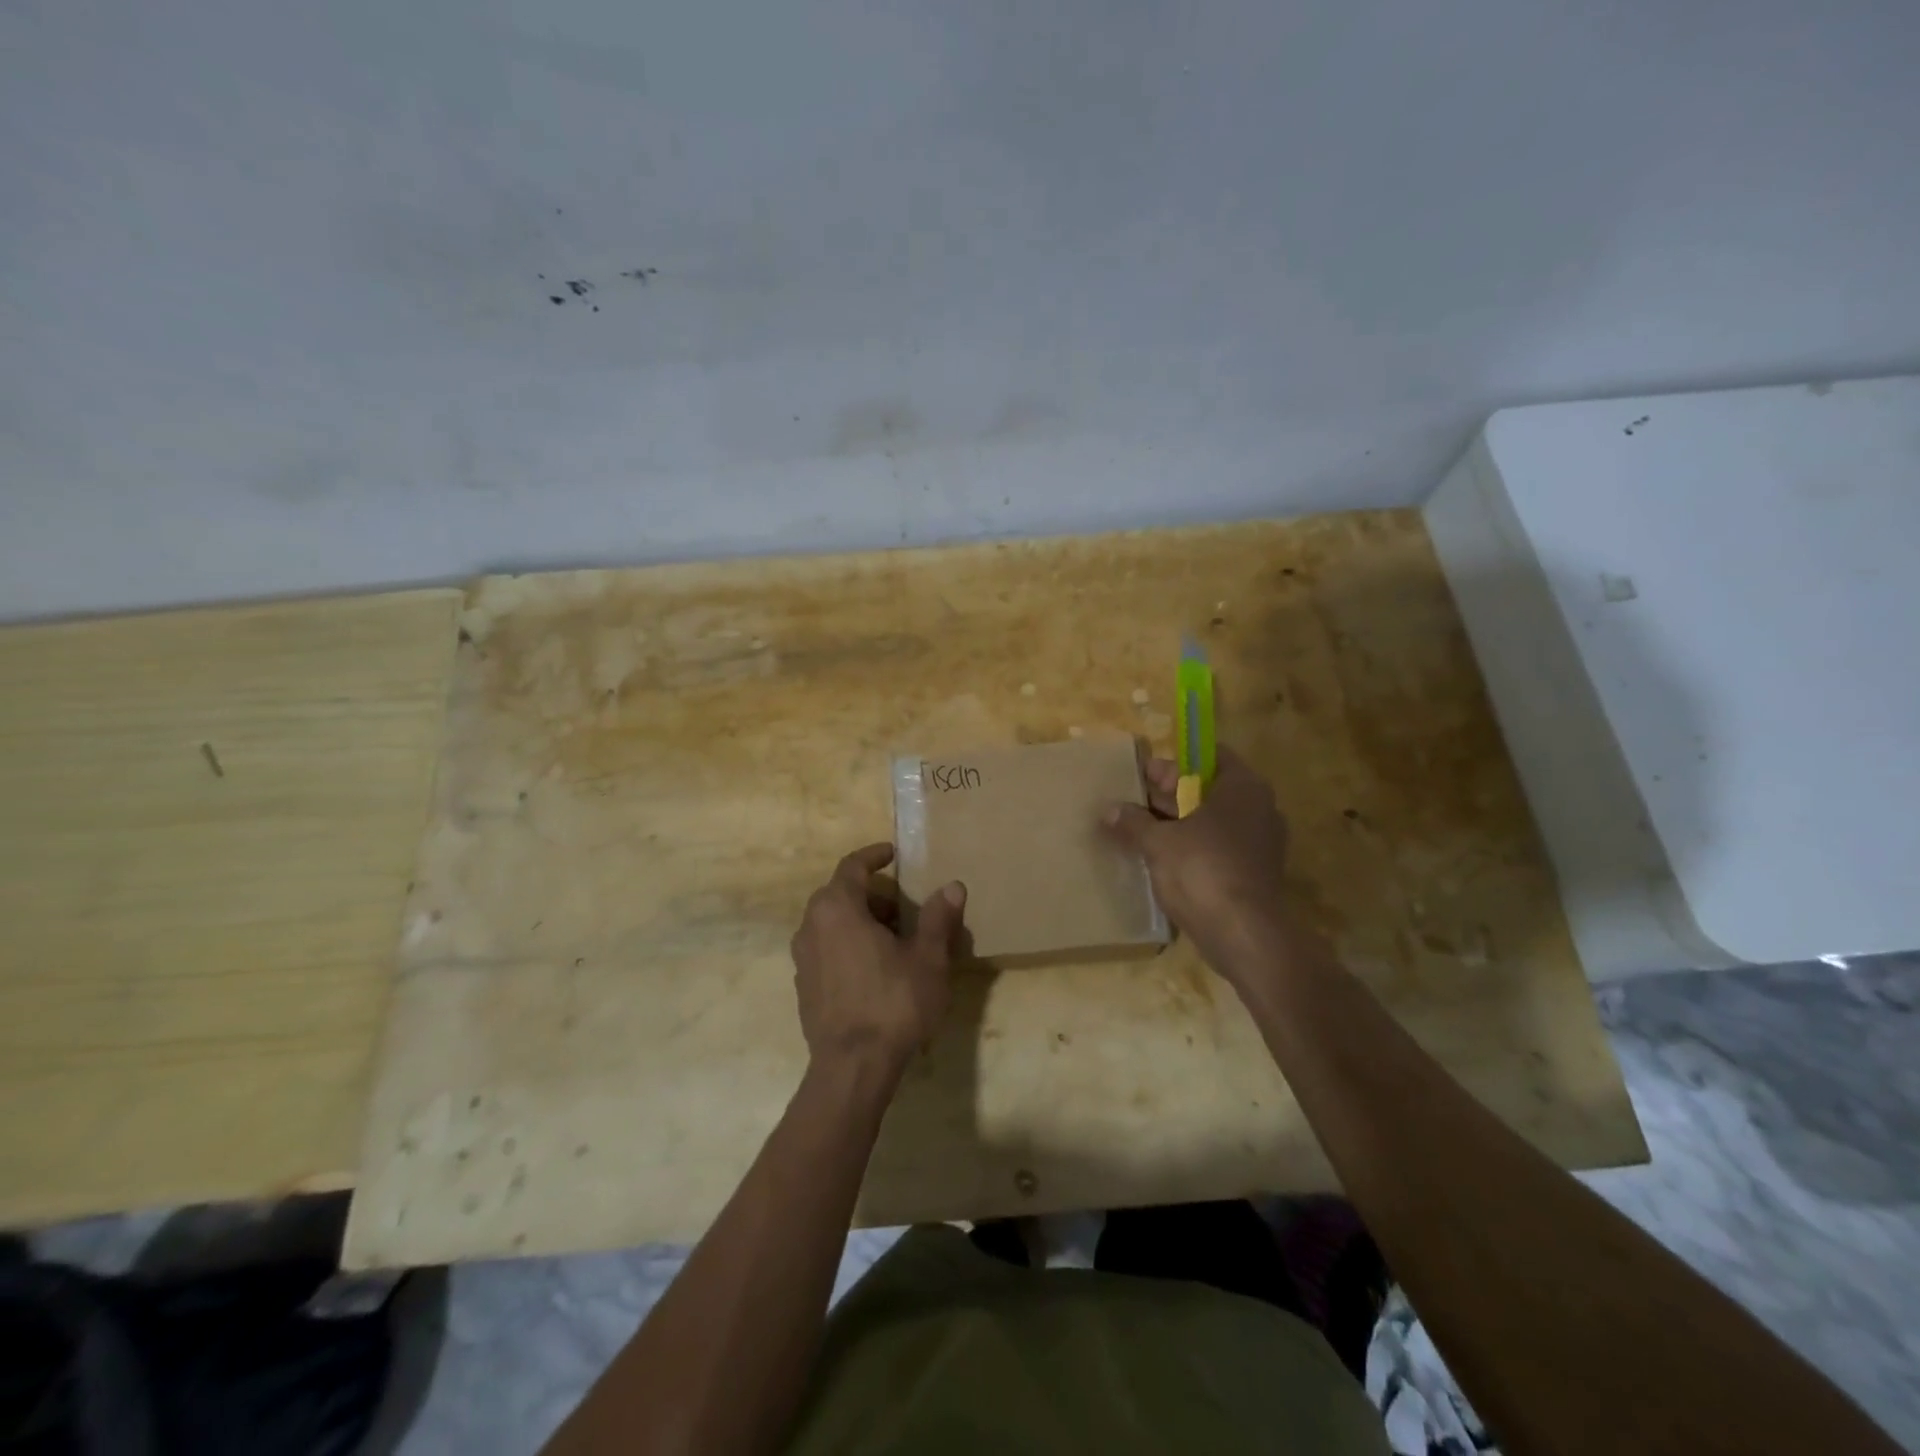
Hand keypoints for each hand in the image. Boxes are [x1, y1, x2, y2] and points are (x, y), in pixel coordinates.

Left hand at [790, 843, 967, 1083]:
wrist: (852, 1067)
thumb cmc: (893, 1003)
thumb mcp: (927, 958)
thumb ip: (938, 918)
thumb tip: (953, 887)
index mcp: (837, 908)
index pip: (852, 866)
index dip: (874, 856)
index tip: (893, 854)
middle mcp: (811, 925)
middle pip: (840, 894)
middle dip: (872, 894)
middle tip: (903, 908)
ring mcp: (803, 958)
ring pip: (831, 923)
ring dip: (860, 921)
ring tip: (893, 940)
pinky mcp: (803, 986)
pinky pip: (826, 949)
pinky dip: (847, 945)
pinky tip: (873, 970)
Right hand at [1104, 747, 1294, 990]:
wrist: (1244, 935)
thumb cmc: (1202, 870)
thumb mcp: (1158, 842)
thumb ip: (1133, 822)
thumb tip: (1109, 810)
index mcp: (1243, 787)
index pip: (1210, 757)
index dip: (1175, 763)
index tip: (1143, 775)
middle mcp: (1259, 808)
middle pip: (1209, 789)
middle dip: (1171, 795)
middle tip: (1134, 802)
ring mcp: (1260, 842)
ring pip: (1212, 821)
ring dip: (1178, 823)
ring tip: (1140, 829)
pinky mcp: (1254, 872)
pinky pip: (1218, 847)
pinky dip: (1192, 847)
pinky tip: (1160, 858)